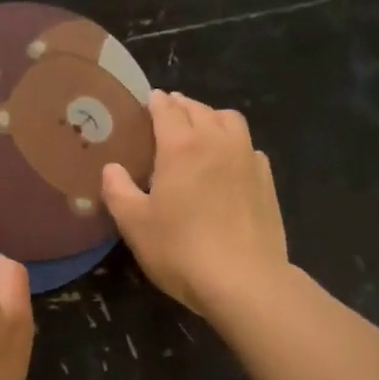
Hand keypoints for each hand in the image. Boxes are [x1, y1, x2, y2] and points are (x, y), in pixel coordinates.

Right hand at [101, 90, 289, 317]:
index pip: (167, 110)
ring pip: (230, 121)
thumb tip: (112, 168)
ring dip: (212, 117)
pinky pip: (249, 147)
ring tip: (201, 128)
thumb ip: (118, 191)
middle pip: (199, 109)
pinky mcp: (266, 180)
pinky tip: (229, 161)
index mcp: (181, 146)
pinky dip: (234, 143)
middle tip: (169, 111)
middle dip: (182, 105)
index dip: (156, 102)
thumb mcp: (135, 224)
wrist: (244, 280)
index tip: (149, 99)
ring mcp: (247, 159)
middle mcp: (217, 142)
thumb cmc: (180, 250)